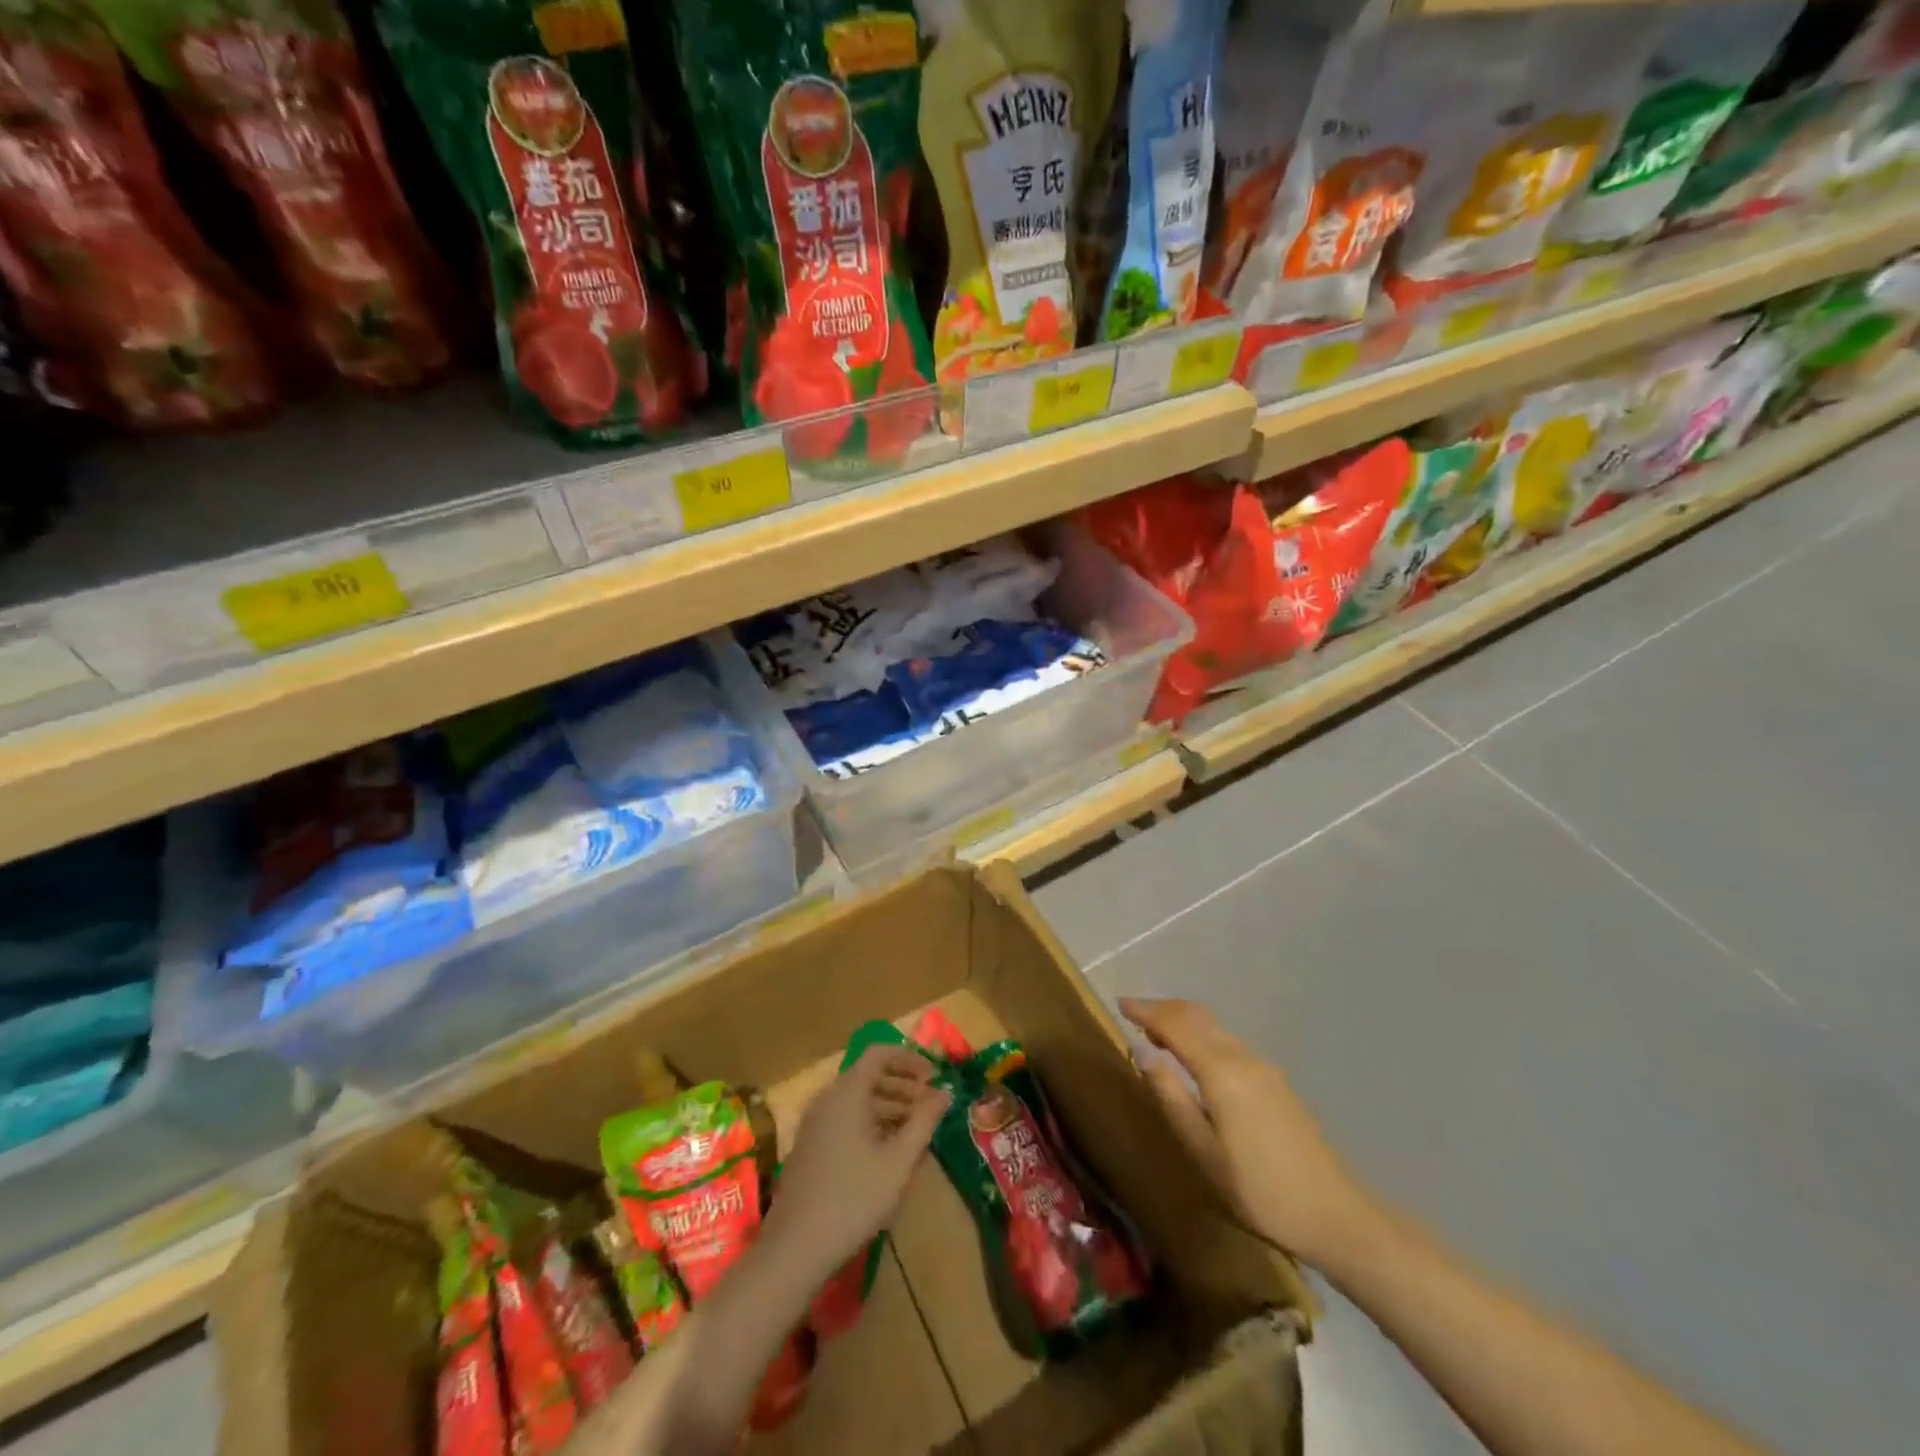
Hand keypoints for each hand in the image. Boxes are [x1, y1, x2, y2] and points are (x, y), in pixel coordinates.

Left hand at [764, 1046, 949, 1279]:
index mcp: (847, 1092)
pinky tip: (889, 1152)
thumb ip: (924, 1122)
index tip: (933, 1076)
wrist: (795, 1248)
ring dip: (889, 1107)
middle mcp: (828, 1099)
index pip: (879, 1053)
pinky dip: (870, 1123)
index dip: (909, 1058)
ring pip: (858, 1100)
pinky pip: (845, 1119)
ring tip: (916, 1131)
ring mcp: (815, 1123)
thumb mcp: (898, 1161)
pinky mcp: (810, 1146)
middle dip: (903, 1085)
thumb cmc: (853, 1198)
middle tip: (930, 1106)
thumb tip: (945, 1093)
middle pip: (869, 1076)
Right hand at [1122, 997, 1370, 1269]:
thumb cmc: (1260, 1190)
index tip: (1120, 1004)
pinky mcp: (1274, 1080)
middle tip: (1134, 1016)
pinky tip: (1194, 1057)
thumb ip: (1172, 1098)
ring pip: (1214, 1026)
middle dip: (1163, 1009)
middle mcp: (1242, 1057)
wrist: (1335, 1214)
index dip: (1146, 1011)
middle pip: (1197, 1016)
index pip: (1175, 1025)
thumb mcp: (1204, 1152)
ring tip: (1157, 1034)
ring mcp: (1263, 1066)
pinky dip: (1202, 1035)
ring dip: (1183, 1021)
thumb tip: (1144, 1055)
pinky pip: (1227, 1041)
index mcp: (1222, 1072)